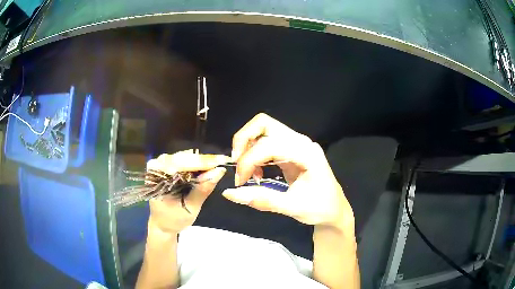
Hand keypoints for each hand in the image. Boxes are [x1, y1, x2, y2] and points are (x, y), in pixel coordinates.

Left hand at [147, 150, 229, 233]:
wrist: (163, 223)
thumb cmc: (173, 219)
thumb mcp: (189, 208)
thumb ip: (202, 189)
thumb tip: (220, 171)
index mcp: (157, 176)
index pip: (181, 163)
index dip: (202, 162)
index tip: (221, 161)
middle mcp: (157, 165)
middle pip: (184, 157)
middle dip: (204, 160)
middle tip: (223, 161)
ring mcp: (161, 163)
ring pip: (185, 156)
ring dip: (202, 161)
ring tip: (218, 164)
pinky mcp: (167, 165)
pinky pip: (184, 160)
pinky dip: (197, 163)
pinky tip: (209, 166)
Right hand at [223, 113, 353, 228]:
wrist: (335, 210)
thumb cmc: (320, 209)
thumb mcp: (292, 207)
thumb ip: (262, 199)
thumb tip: (229, 193)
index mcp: (306, 153)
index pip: (269, 145)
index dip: (248, 161)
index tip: (240, 182)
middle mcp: (301, 142)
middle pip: (263, 124)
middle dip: (243, 141)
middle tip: (237, 164)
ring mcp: (296, 143)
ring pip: (263, 129)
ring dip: (248, 146)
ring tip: (246, 171)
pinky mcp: (291, 150)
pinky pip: (267, 141)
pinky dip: (255, 152)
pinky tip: (258, 172)